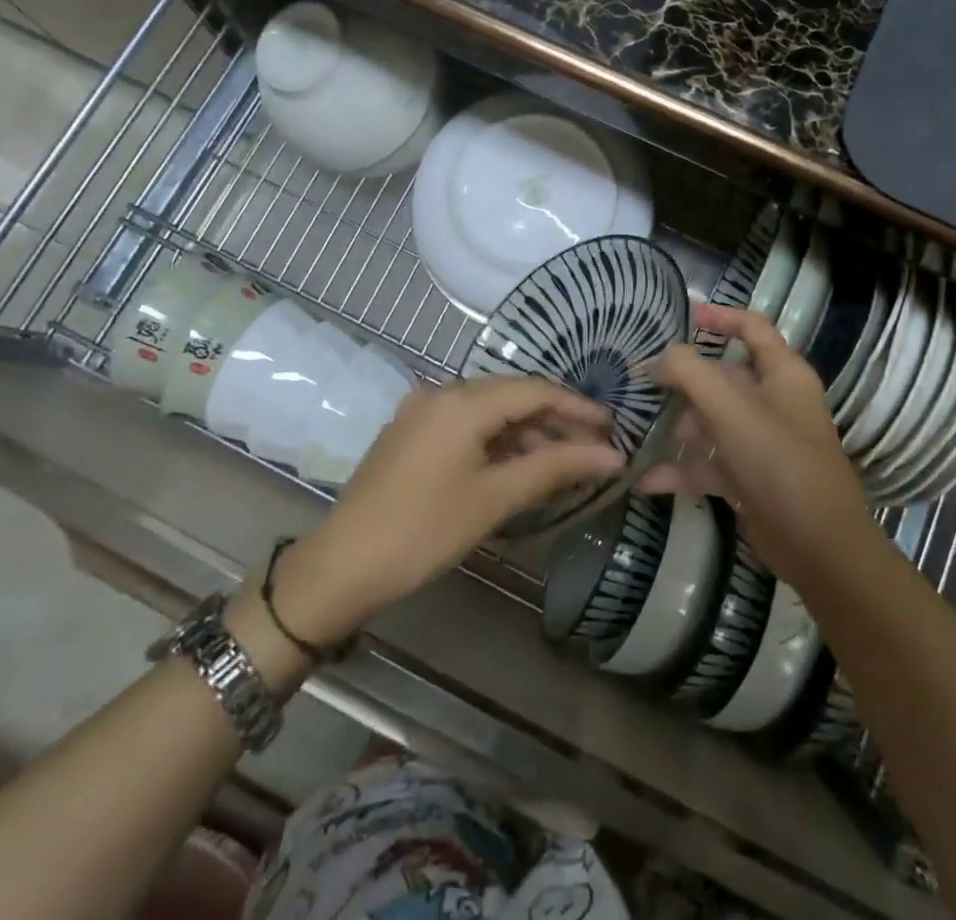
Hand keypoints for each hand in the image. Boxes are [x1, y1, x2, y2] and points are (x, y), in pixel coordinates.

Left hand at [266, 377, 622, 647]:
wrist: (342, 565)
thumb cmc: (425, 530)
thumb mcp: (495, 498)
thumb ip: (555, 467)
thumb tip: (613, 456)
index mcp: (462, 401)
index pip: (534, 390)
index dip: (577, 407)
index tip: (612, 428)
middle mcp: (441, 393)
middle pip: (512, 396)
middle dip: (555, 420)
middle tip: (593, 449)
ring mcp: (421, 411)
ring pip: (489, 411)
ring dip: (526, 433)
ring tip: (561, 463)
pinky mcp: (410, 433)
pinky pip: (466, 425)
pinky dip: (496, 441)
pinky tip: (516, 466)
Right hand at [648, 305, 877, 591]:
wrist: (819, 548)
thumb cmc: (779, 462)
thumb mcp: (730, 408)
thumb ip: (690, 373)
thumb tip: (660, 358)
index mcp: (783, 373)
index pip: (752, 328)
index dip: (719, 317)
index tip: (679, 317)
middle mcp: (774, 402)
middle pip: (723, 377)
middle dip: (682, 380)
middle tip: (639, 383)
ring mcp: (762, 443)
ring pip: (711, 421)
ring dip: (677, 426)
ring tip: (635, 430)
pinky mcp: (750, 479)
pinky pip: (709, 463)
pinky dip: (681, 469)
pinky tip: (645, 479)